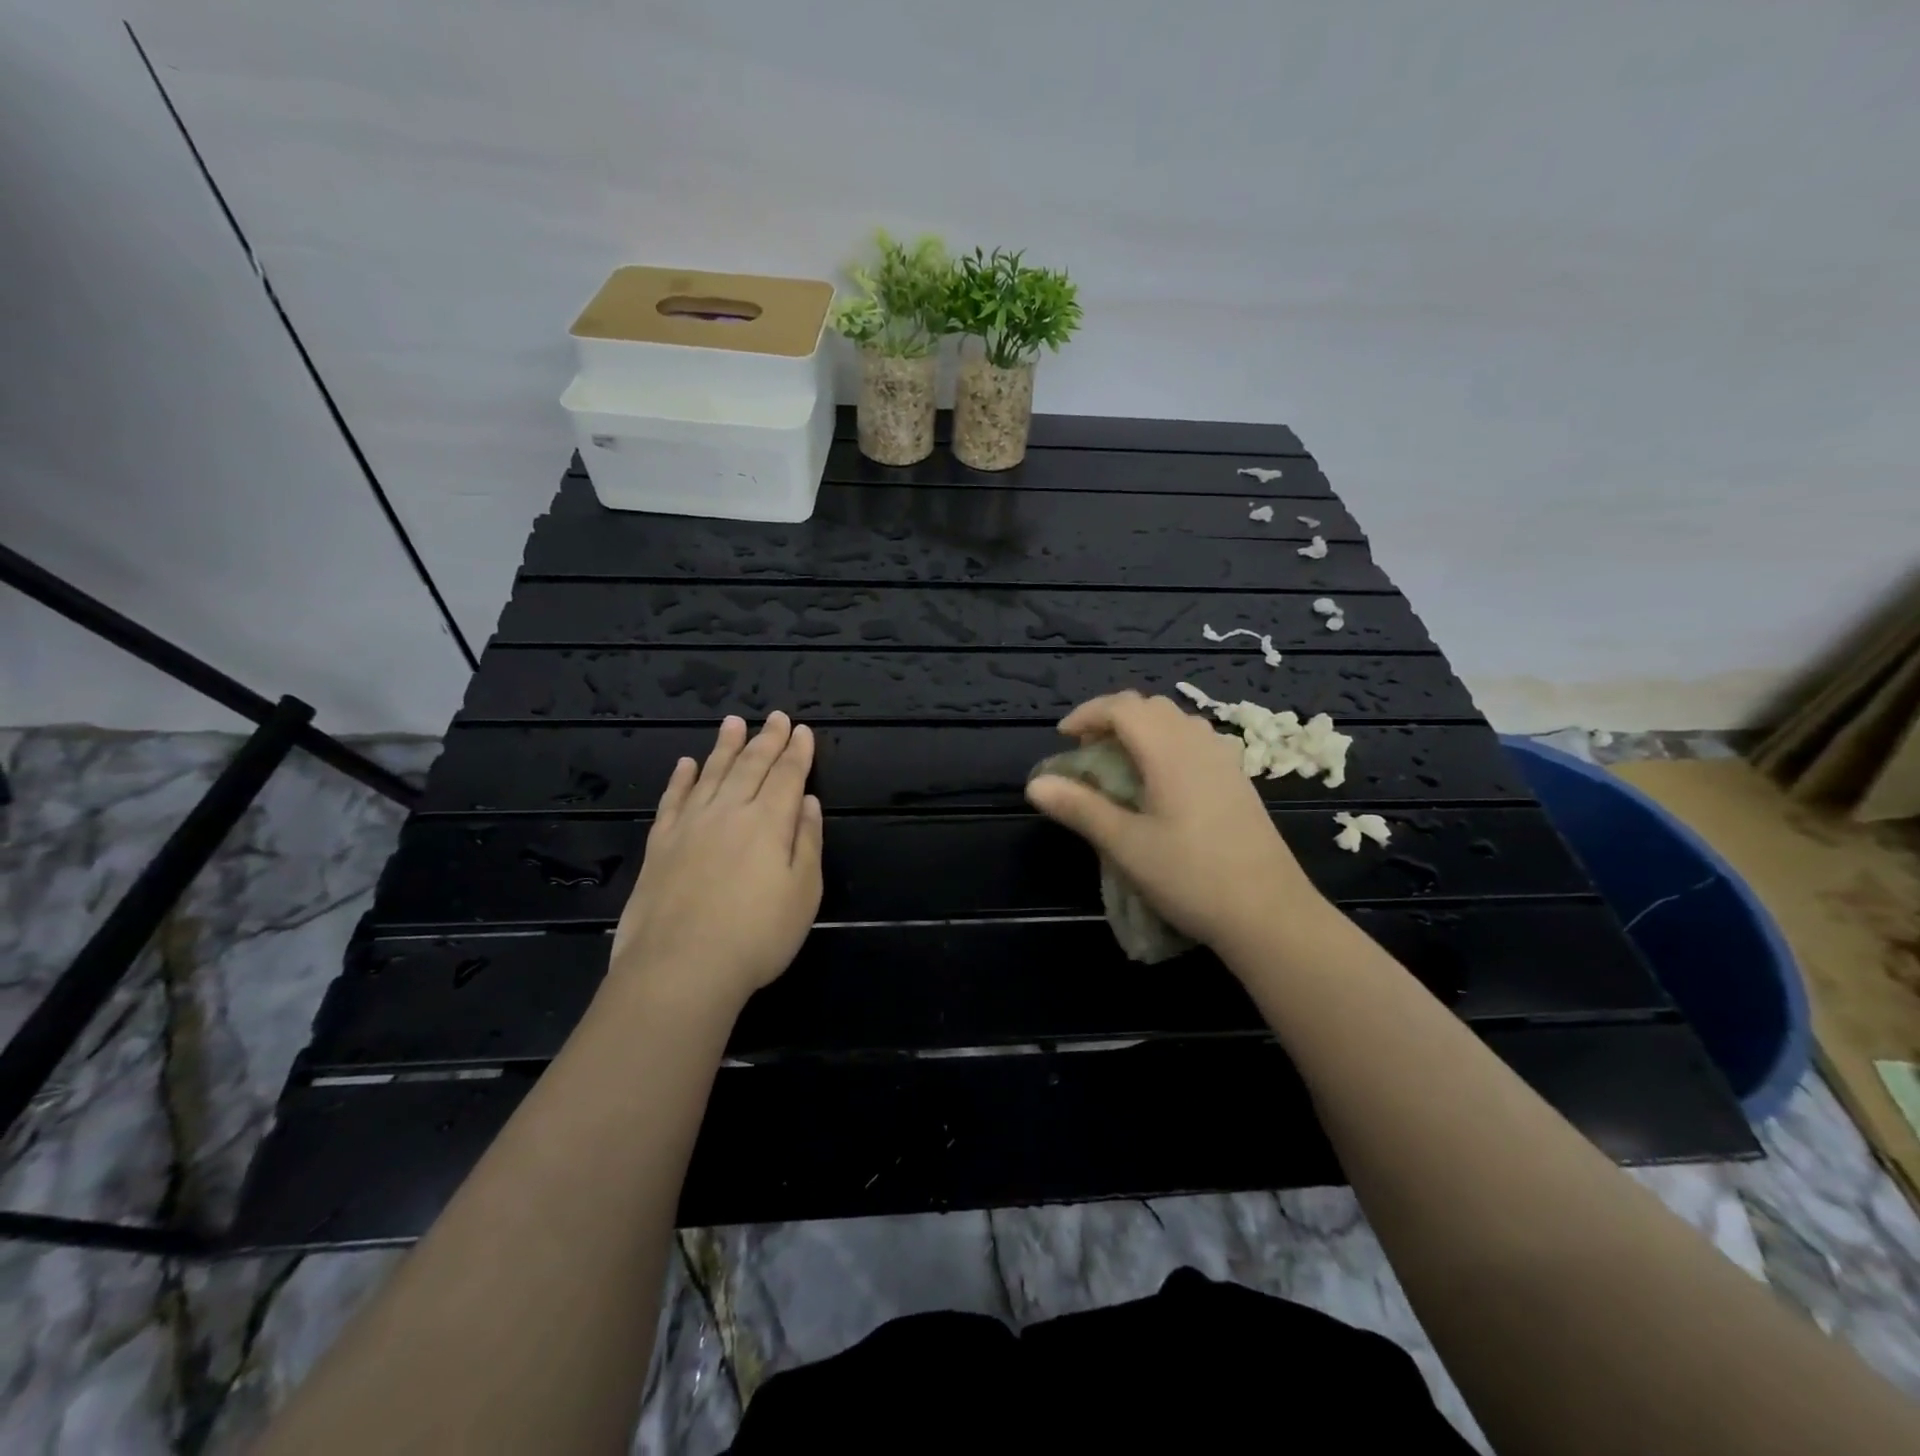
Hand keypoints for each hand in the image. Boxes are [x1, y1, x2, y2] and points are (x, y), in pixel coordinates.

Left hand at [608, 713, 823, 1015]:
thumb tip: (807, 801)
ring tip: (733, 722)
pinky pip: (673, 799)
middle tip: (775, 716)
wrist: (680, 967)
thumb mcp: (804, 892)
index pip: (787, 775)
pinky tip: (686, 764)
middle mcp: (729, 811)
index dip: (797, 751)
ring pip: (711, 773)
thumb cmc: (757, 935)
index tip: (802, 730)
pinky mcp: (660, 844)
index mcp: (768, 822)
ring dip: (725, 747)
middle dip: (767, 739)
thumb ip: (807, 841)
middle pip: (751, 766)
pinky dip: (681, 778)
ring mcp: (690, 825)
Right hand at [1025, 691, 1324, 956]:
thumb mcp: (1126, 845)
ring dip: (1142, 730)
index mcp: (1170, 751)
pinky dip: (1167, 745)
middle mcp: (1200, 744)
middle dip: (1113, 719)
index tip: (1062, 738)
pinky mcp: (1239, 781)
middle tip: (1087, 751)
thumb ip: (1080, 808)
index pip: (1123, 707)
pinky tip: (1160, 783)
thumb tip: (1036, 784)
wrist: (1270, 914)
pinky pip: (1196, 742)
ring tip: (1120, 764)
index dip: (1088, 714)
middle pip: (1151, 707)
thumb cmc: (1191, 877)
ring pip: (1177, 722)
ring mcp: (1225, 761)